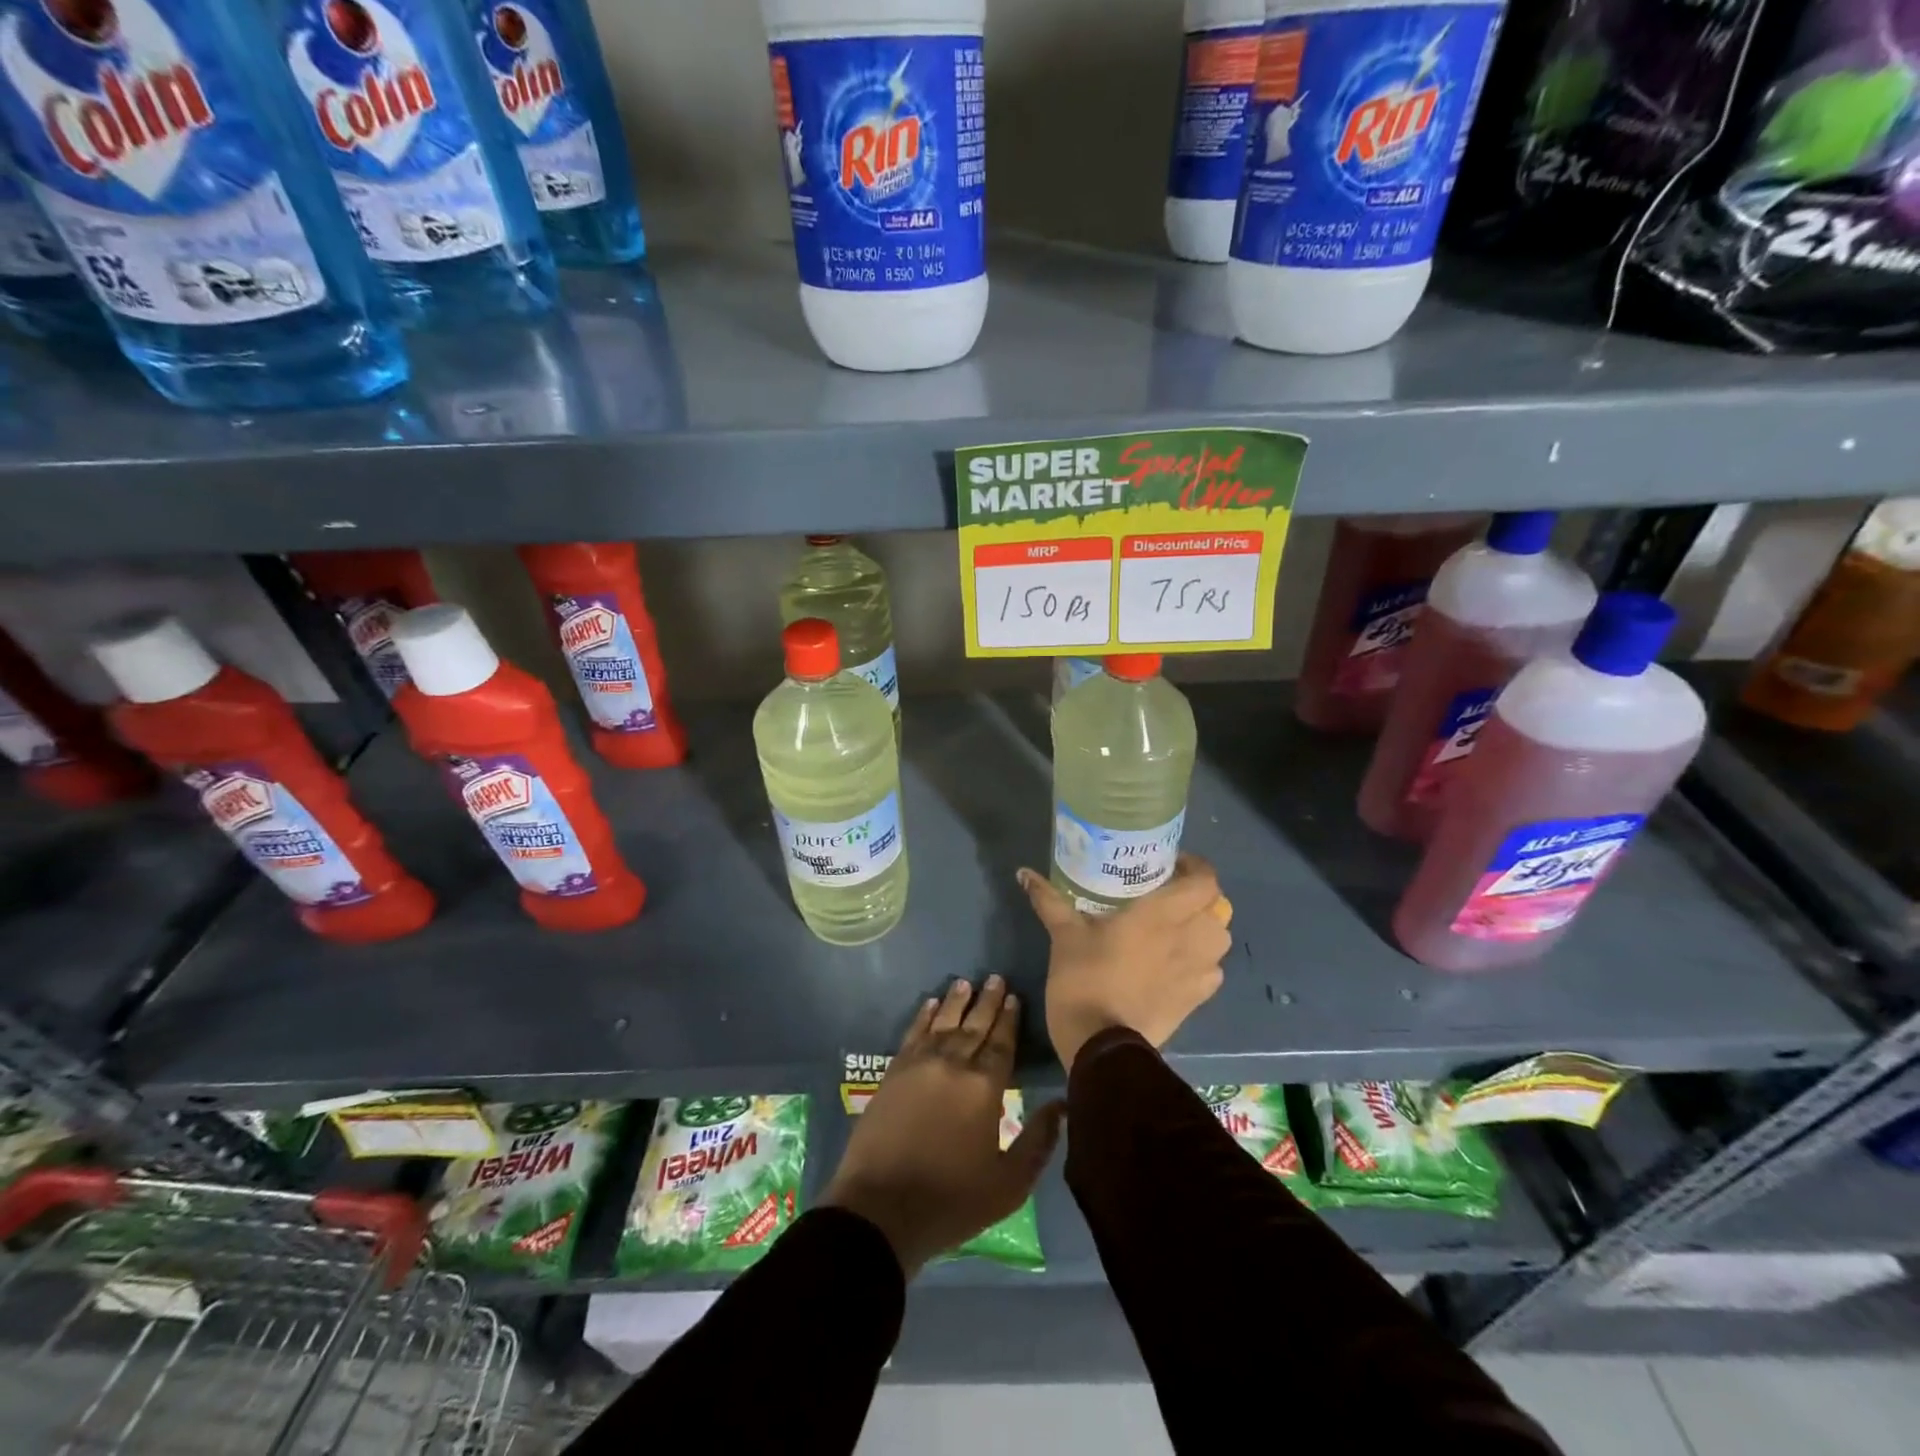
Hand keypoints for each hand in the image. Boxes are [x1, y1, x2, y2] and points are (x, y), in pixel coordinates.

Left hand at [820, 976, 1063, 1276]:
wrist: (881, 1209)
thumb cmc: (952, 1200)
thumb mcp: (1009, 1184)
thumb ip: (1038, 1141)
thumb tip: (1061, 1105)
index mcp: (984, 1088)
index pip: (1001, 1043)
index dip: (1008, 1019)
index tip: (1014, 996)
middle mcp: (953, 1065)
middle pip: (974, 1025)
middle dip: (987, 1001)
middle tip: (995, 977)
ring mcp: (919, 1065)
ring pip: (942, 1023)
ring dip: (956, 1001)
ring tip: (965, 982)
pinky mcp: (893, 1073)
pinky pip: (912, 1034)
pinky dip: (922, 1016)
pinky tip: (929, 1004)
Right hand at [1019, 854, 1232, 1070]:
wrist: (1100, 1044)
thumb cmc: (1085, 978)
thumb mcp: (1064, 934)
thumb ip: (1049, 899)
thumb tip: (1023, 873)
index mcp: (1164, 913)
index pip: (1206, 880)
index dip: (1195, 867)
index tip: (1170, 865)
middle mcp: (1191, 937)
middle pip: (1218, 906)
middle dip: (1199, 897)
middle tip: (1169, 895)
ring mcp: (1199, 971)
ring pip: (1219, 939)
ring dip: (1205, 928)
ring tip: (1177, 928)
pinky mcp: (1198, 1000)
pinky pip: (1213, 970)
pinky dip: (1202, 961)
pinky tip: (1177, 963)